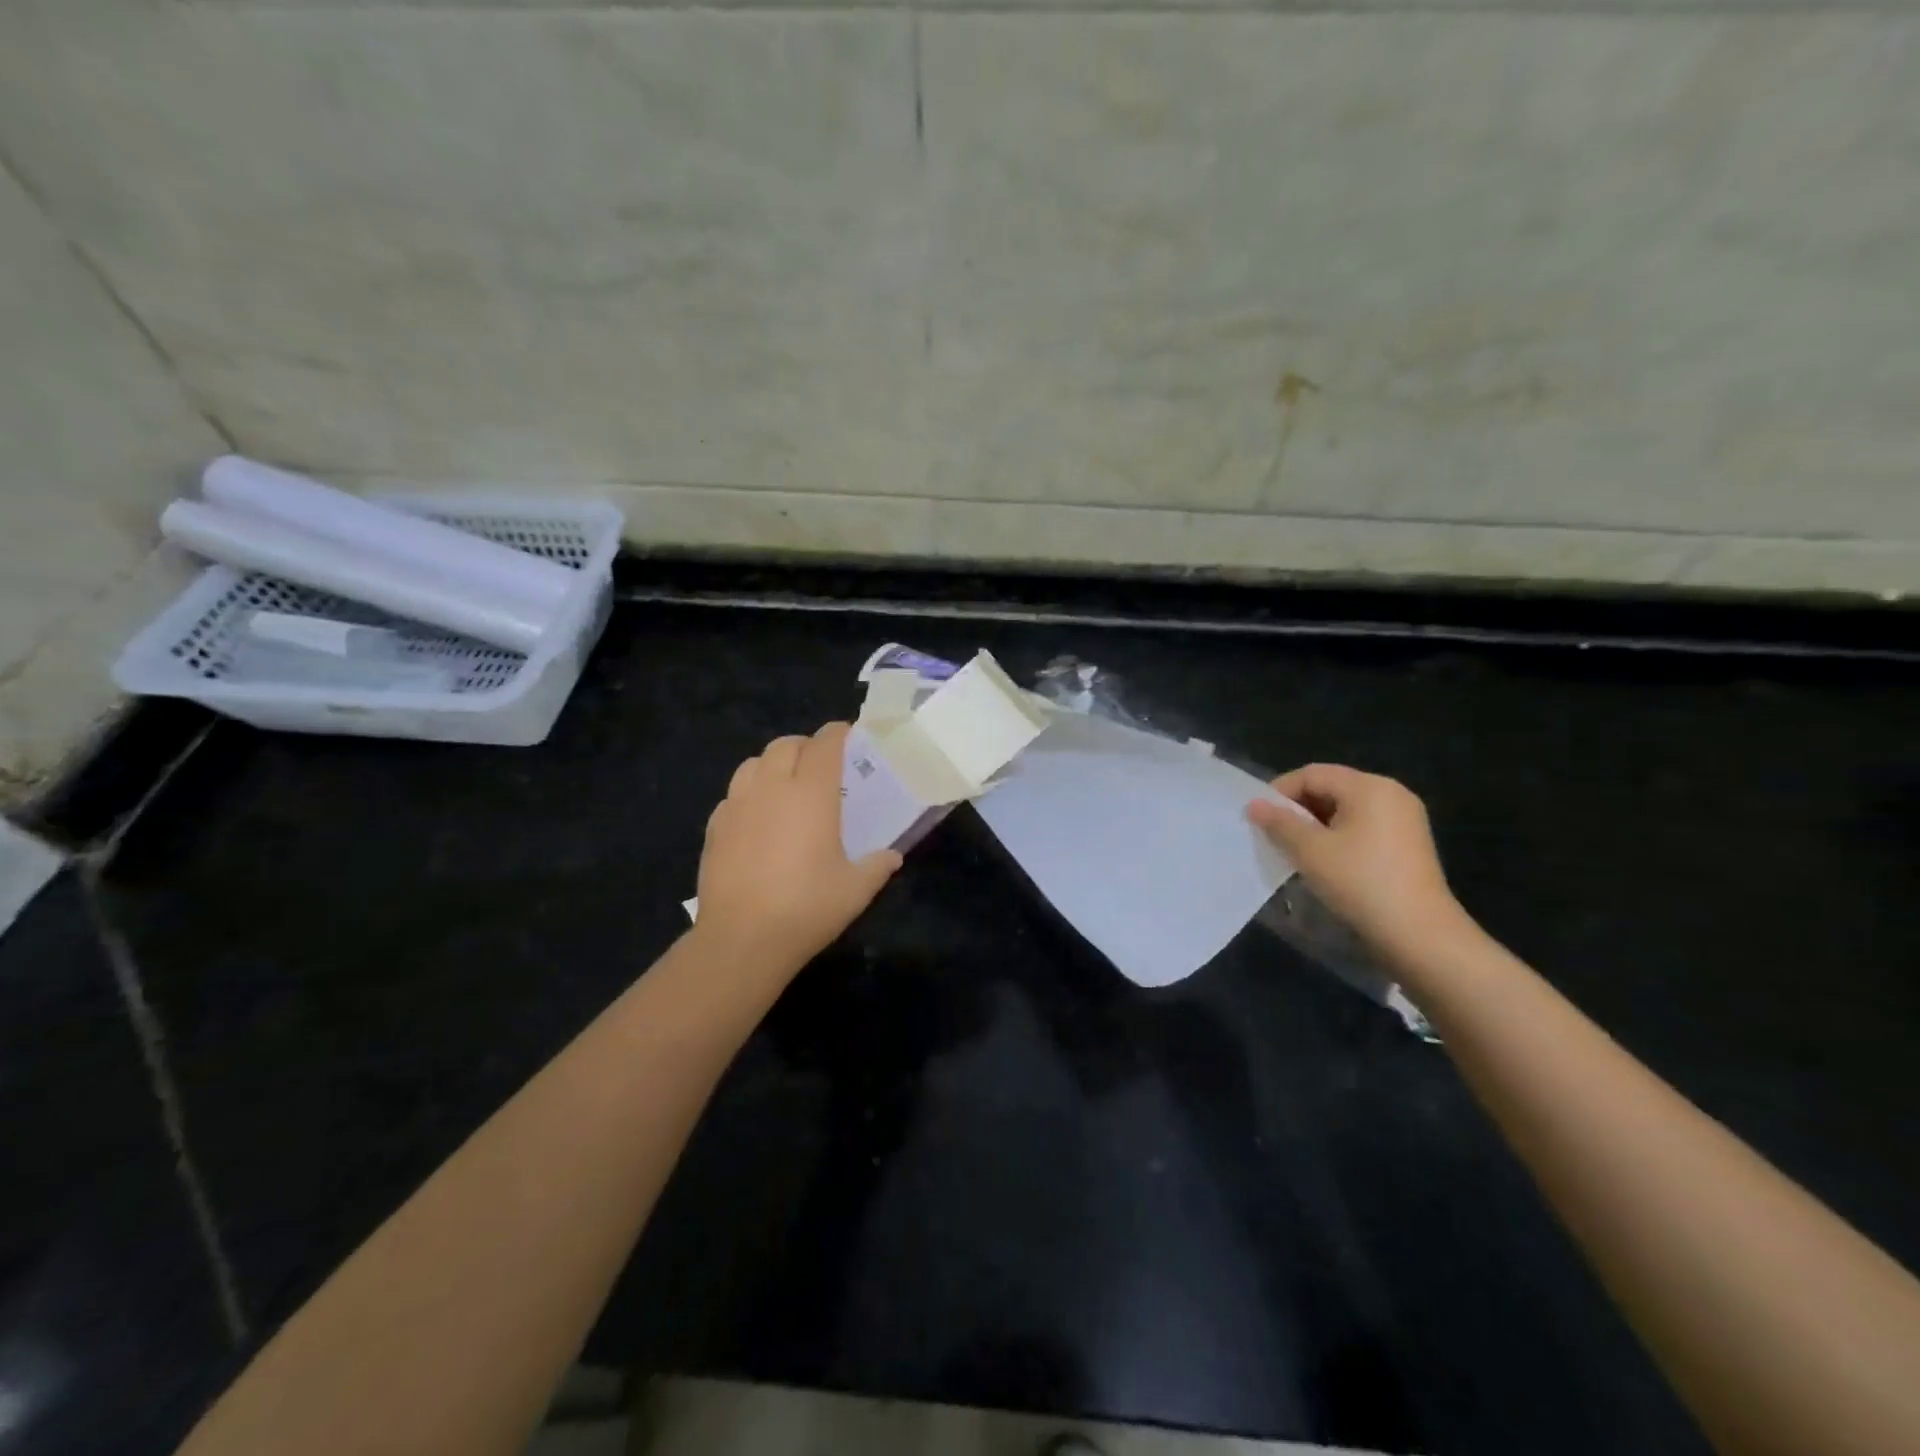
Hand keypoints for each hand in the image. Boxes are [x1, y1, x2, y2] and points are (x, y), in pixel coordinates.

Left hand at [694, 722, 902, 979]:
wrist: (742, 939)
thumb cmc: (807, 908)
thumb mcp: (855, 890)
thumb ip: (877, 866)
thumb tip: (892, 857)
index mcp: (811, 794)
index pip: (824, 744)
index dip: (838, 733)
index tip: (849, 735)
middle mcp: (772, 788)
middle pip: (786, 745)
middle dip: (806, 746)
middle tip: (821, 766)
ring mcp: (737, 805)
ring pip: (753, 763)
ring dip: (773, 764)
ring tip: (786, 786)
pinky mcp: (714, 827)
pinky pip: (733, 794)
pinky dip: (749, 793)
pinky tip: (757, 819)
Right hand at [1248, 763, 1465, 959]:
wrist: (1418, 933)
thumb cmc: (1360, 881)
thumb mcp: (1310, 850)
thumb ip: (1279, 823)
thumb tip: (1255, 805)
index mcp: (1369, 786)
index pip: (1312, 774)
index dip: (1280, 791)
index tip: (1259, 818)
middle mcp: (1391, 793)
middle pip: (1331, 787)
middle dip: (1298, 808)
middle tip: (1274, 834)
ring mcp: (1405, 818)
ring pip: (1346, 808)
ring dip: (1316, 824)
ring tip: (1296, 849)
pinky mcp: (1409, 843)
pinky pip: (1364, 826)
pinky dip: (1339, 836)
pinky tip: (1326, 861)